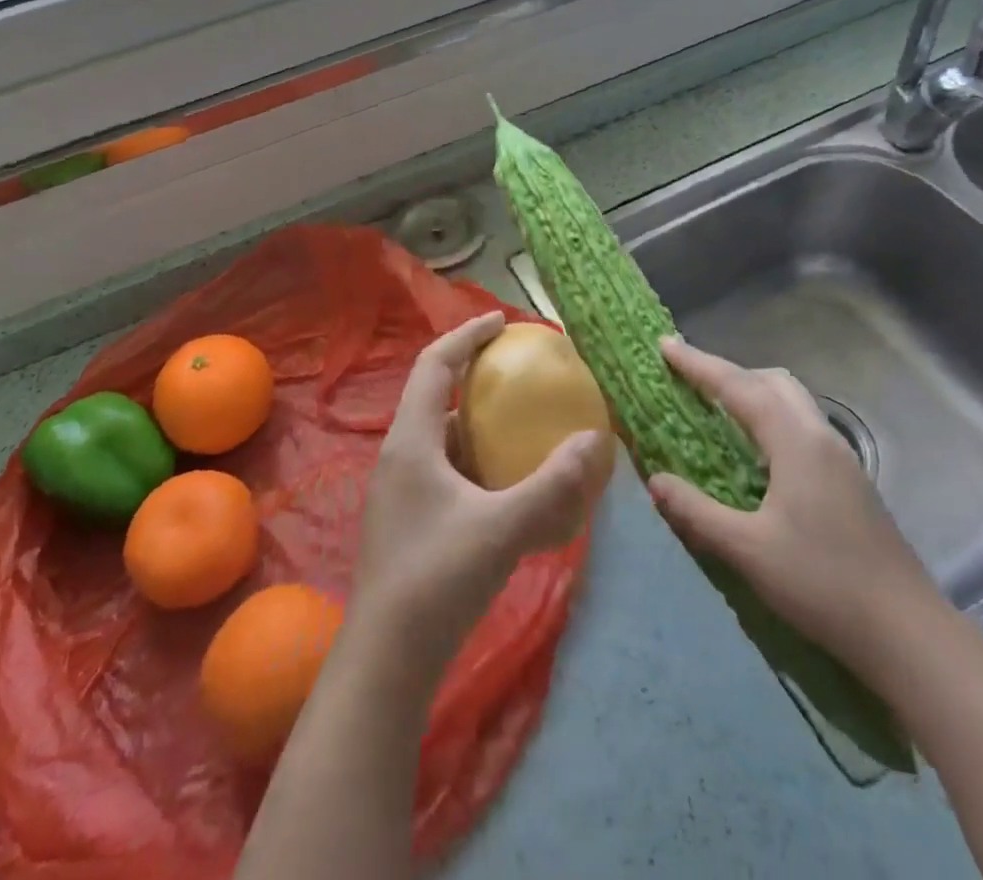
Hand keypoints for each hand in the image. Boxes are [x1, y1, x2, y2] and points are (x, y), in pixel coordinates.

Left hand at [349, 312, 613, 681]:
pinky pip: (446, 468)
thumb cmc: (436, 580)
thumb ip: (552, 486)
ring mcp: (402, 489)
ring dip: (475, 419)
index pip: (434, 363)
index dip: (466, 335)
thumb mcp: (502, 529)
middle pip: (434, 393)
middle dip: (473, 373)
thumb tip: (596, 440)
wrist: (386, 662)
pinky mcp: (410, 519)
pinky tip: (508, 480)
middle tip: (516, 367)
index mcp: (411, 441)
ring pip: (441, 434)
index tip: (502, 321)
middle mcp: (401, 455)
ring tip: (518, 419)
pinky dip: (476, 458)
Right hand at [647, 337, 941, 667]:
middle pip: (770, 382)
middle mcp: (820, 436)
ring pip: (791, 401)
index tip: (665, 345)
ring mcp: (840, 458)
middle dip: (728, 372)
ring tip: (717, 410)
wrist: (906, 632)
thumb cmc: (822, 584)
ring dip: (752, 393)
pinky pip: (801, 425)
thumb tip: (655, 480)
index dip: (698, 364)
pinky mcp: (849, 480)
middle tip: (690, 380)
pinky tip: (756, 453)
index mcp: (795, 442)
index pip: (738, 386)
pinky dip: (770, 417)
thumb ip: (696, 512)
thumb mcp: (747, 551)